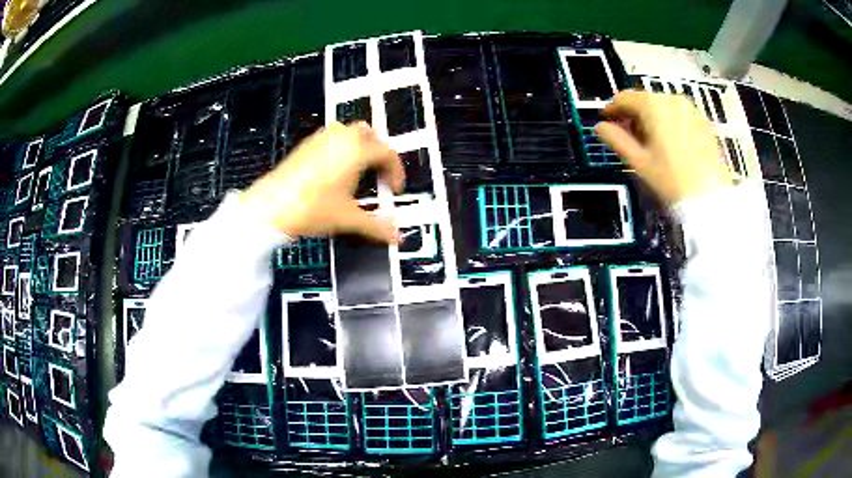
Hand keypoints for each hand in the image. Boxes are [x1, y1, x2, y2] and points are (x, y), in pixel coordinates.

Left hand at [240, 122, 404, 241]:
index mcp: (355, 150)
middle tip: (381, 174)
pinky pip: (332, 139)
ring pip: (350, 133)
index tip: (394, 188)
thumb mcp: (347, 219)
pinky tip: (336, 172)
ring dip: (361, 147)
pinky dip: (342, 149)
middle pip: (371, 135)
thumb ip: (376, 227)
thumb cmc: (306, 208)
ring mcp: (321, 140)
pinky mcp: (307, 146)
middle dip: (380, 153)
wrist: (270, 207)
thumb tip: (394, 235)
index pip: (387, 153)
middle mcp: (339, 139)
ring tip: (360, 172)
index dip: (396, 171)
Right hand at [595, 91, 733, 204]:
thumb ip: (616, 140)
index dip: (612, 110)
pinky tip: (669, 144)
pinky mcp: (702, 122)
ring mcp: (690, 109)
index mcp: (653, 105)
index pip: (623, 98)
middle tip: (628, 136)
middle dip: (633, 115)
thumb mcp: (639, 162)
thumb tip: (600, 128)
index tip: (606, 121)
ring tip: (649, 142)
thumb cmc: (672, 179)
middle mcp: (671, 99)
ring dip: (651, 119)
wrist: (711, 196)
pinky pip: (678, 115)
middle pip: (644, 101)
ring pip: (662, 107)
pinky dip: (669, 123)